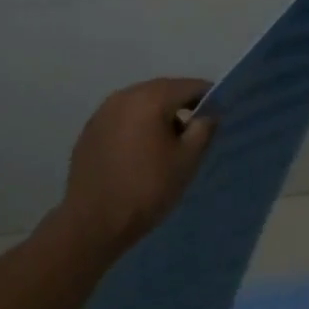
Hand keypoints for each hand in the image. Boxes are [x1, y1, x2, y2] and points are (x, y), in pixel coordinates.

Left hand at [59, 77, 215, 252]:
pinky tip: (140, 150)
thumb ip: (203, 130)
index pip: (189, 86)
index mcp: (151, 98)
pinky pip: (122, 117)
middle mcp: (124, 95)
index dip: (208, 97)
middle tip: (196, 128)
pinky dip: (136, 125)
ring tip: (168, 141)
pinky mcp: (90, 129)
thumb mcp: (187, 161)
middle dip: (181, 104)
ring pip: (140, 103)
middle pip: (162, 90)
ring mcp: (103, 111)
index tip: (218, 114)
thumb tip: (209, 114)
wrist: (93, 222)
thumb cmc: (147, 189)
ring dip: (157, 114)